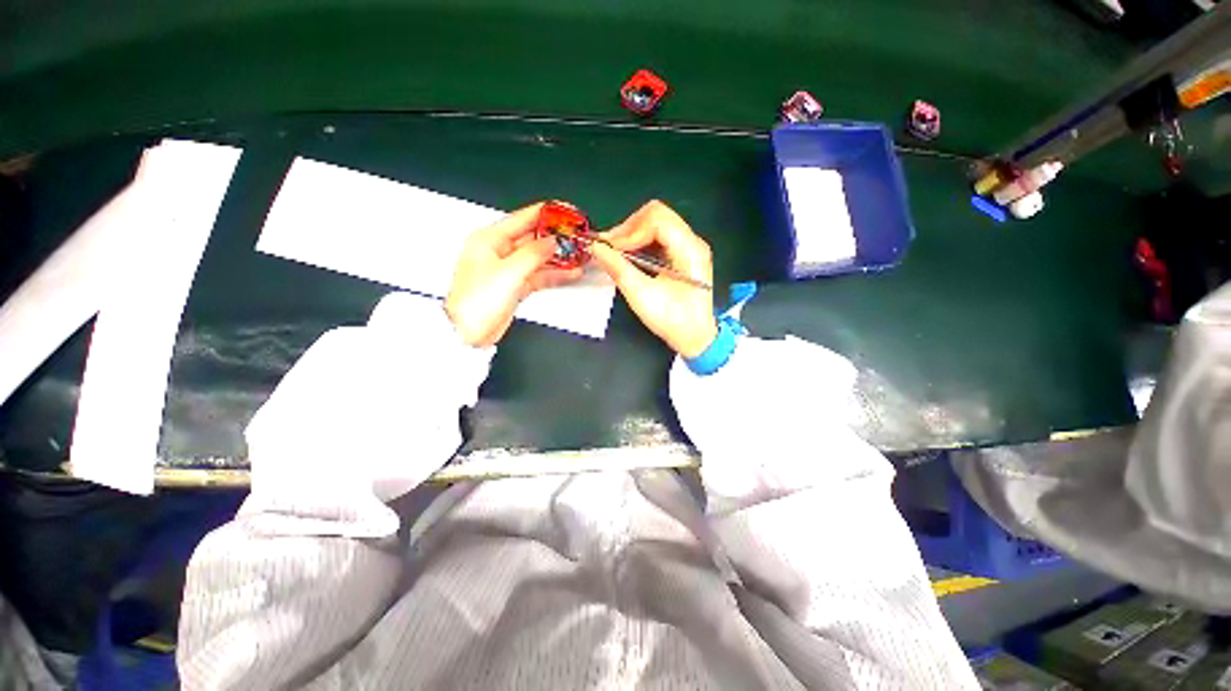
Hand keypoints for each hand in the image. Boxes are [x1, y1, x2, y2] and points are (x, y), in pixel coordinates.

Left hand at [445, 203, 581, 345]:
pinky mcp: (515, 286)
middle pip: (532, 238)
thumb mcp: (509, 272)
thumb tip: (552, 242)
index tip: (565, 212)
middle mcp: (498, 252)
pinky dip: (553, 274)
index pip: (522, 219)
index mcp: (489, 240)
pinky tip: (570, 273)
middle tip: (577, 237)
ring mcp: (508, 270)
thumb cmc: (477, 301)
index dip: (546, 214)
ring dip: (558, 258)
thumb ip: (534, 254)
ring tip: (579, 255)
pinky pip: (538, 275)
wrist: (468, 332)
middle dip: (555, 238)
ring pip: (538, 258)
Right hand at [591, 201, 717, 357]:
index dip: (630, 230)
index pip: (657, 219)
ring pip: (655, 223)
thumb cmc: (673, 321)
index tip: (612, 249)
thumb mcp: (642, 297)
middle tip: (609, 248)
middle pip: (656, 215)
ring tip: (615, 252)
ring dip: (632, 234)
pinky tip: (628, 256)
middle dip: (629, 229)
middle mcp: (692, 241)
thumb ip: (619, 269)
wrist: (696, 337)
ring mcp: (688, 246)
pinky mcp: (682, 254)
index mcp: (689, 249)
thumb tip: (596, 248)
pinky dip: (639, 242)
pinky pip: (657, 236)